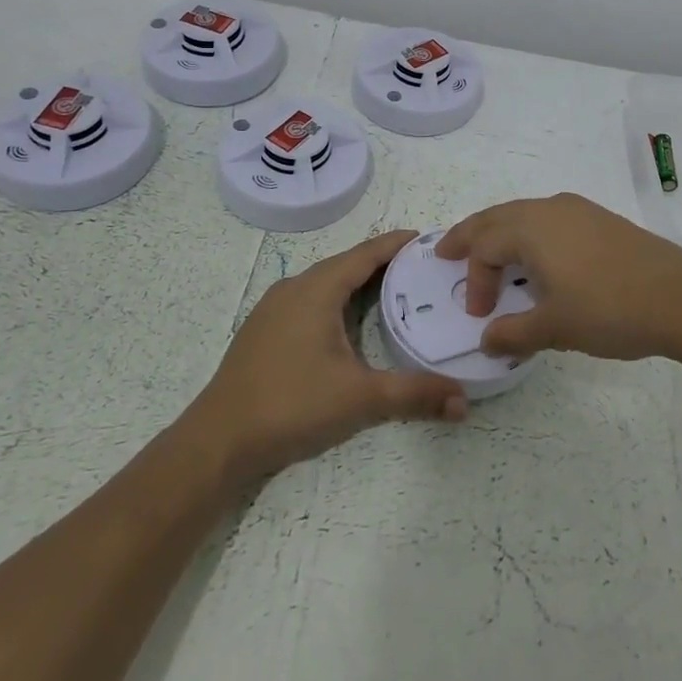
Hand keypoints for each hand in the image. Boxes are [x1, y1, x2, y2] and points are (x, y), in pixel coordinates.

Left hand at [195, 230, 467, 483]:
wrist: (217, 442)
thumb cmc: (291, 405)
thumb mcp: (360, 398)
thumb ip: (414, 395)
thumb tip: (464, 402)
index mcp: (317, 289)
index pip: (365, 254)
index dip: (397, 244)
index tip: (428, 238)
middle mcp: (294, 288)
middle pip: (347, 265)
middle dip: (384, 264)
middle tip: (422, 269)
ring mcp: (274, 309)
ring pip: (326, 284)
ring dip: (359, 283)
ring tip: (395, 292)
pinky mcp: (264, 331)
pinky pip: (310, 301)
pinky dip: (338, 301)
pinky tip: (351, 324)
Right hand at [435, 194, 681, 362]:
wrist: (681, 299)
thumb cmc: (609, 310)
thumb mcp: (555, 328)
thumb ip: (514, 333)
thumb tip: (487, 340)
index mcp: (531, 228)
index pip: (485, 247)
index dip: (476, 281)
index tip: (481, 316)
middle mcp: (551, 209)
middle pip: (497, 217)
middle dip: (470, 234)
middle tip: (446, 250)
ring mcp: (579, 211)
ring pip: (525, 214)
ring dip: (501, 233)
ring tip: (491, 254)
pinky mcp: (602, 220)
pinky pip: (551, 220)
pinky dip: (531, 234)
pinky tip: (540, 259)